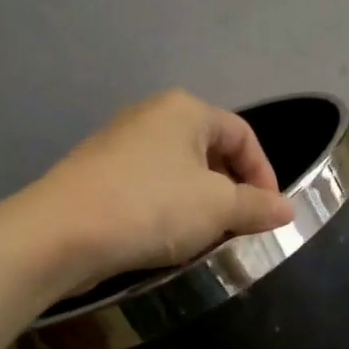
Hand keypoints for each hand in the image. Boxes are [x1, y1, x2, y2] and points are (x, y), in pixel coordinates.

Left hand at [30, 90, 295, 288]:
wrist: (60, 233)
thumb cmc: (151, 207)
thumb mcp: (217, 208)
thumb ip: (257, 206)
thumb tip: (288, 209)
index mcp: (185, 110)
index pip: (243, 135)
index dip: (265, 174)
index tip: (269, 214)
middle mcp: (151, 115)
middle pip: (209, 151)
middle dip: (231, 191)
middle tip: (238, 228)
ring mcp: (119, 142)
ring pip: (178, 172)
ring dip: (199, 204)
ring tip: (204, 238)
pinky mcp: (96, 172)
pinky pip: (148, 186)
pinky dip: (166, 209)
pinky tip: (164, 238)